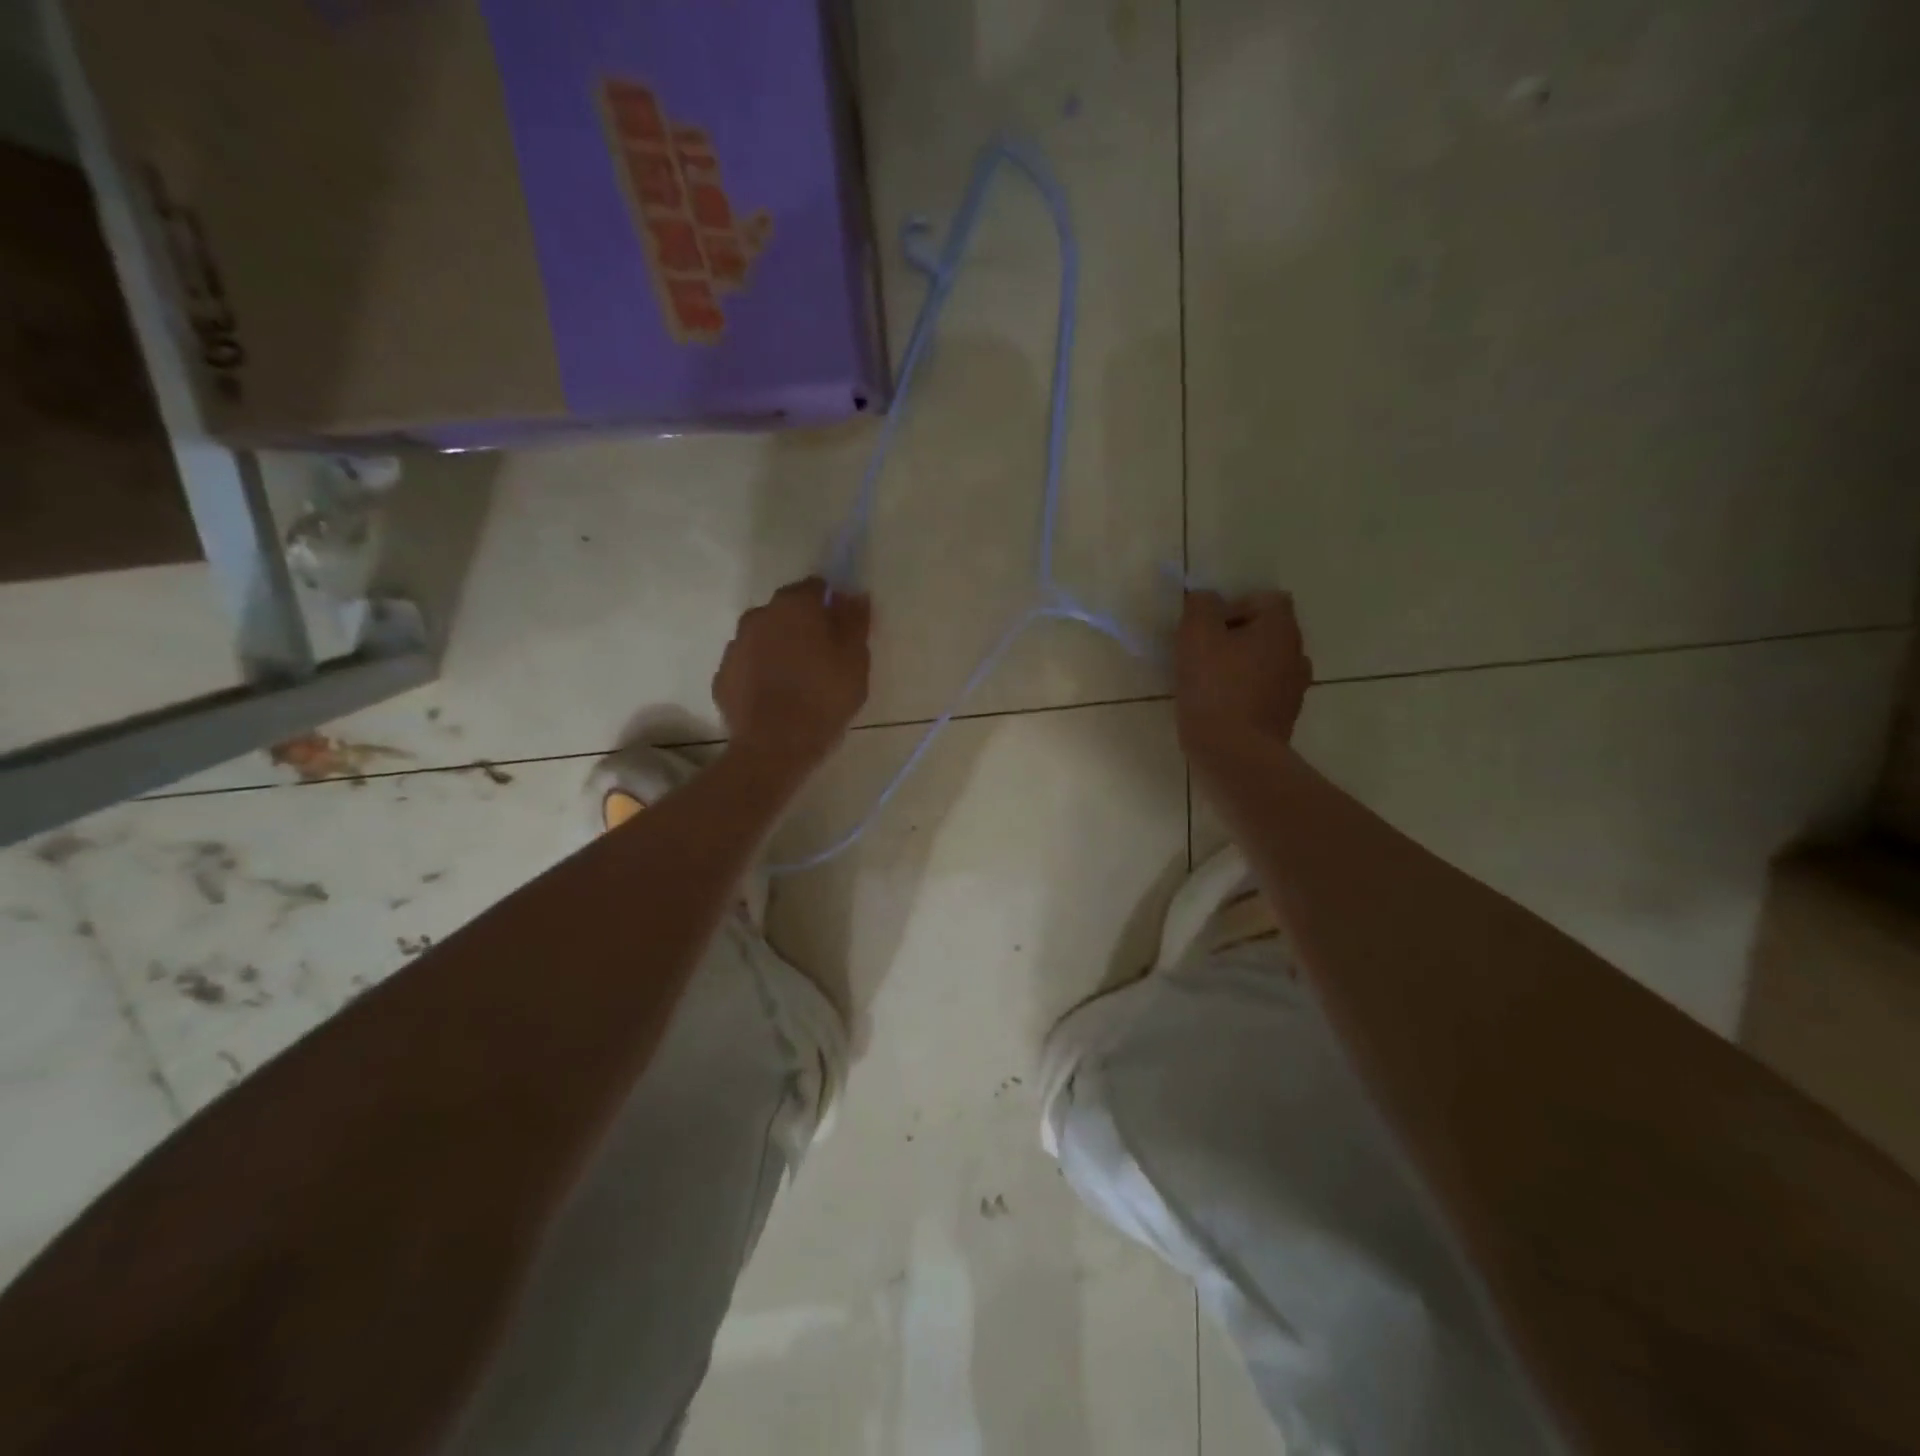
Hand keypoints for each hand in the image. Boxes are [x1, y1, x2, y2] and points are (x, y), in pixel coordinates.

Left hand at [713, 578, 871, 772]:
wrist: (774, 746)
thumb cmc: (824, 697)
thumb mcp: (855, 660)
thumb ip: (855, 621)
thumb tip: (854, 594)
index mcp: (794, 606)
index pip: (815, 588)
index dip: (831, 605)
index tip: (843, 630)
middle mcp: (758, 616)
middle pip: (786, 612)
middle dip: (803, 626)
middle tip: (823, 658)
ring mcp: (735, 647)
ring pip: (764, 638)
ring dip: (779, 650)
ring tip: (798, 682)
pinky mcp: (723, 677)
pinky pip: (748, 667)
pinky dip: (760, 674)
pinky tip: (775, 698)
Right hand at [1175, 590, 1312, 760]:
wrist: (1235, 754)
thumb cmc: (1215, 688)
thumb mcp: (1196, 636)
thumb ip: (1201, 606)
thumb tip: (1207, 599)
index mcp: (1281, 628)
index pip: (1266, 599)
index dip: (1235, 606)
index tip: (1209, 629)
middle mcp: (1296, 653)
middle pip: (1266, 631)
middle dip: (1235, 637)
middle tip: (1203, 654)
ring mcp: (1294, 688)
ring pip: (1265, 663)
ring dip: (1240, 666)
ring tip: (1209, 683)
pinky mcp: (1284, 717)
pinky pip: (1263, 692)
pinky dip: (1244, 693)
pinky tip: (1219, 708)